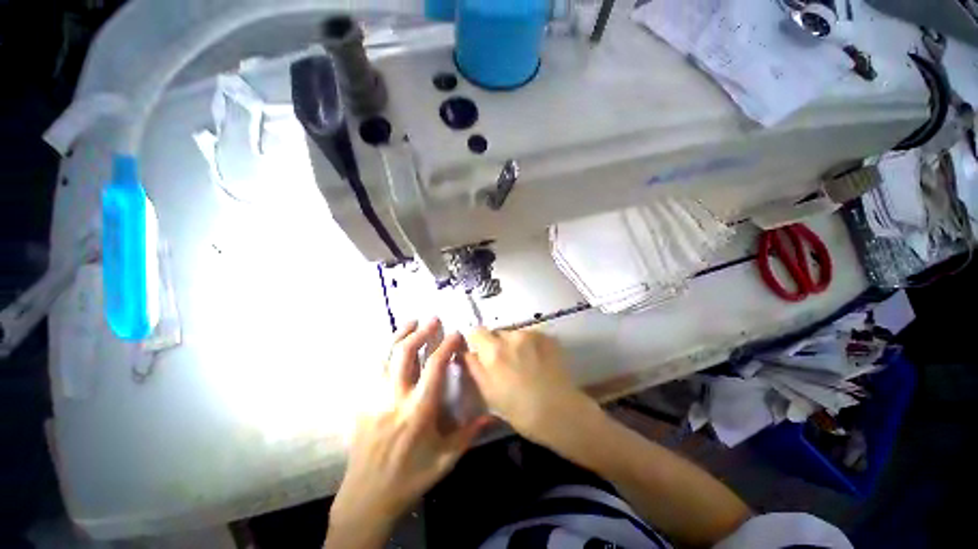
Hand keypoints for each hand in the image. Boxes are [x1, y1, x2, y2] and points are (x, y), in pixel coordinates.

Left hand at [328, 319, 490, 547]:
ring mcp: (375, 398)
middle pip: (405, 353)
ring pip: (385, 357)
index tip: (456, 334)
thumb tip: (492, 415)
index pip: (434, 366)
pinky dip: (385, 352)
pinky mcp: (363, 403)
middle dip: (420, 332)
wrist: (367, 498)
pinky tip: (391, 346)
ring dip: (399, 335)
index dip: (446, 345)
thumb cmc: (410, 478)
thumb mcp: (446, 459)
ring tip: (411, 321)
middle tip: (433, 319)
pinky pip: (374, 369)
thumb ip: (469, 433)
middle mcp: (395, 397)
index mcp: (418, 409)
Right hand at [464, 328, 592, 442]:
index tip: (482, 354)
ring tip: (525, 364)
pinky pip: (530, 336)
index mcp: (494, 351)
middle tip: (505, 364)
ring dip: (514, 345)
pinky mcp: (547, 336)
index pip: (477, 331)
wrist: (560, 412)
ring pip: (514, 334)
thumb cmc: (520, 410)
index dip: (478, 341)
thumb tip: (467, 352)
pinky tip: (538, 362)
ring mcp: (532, 334)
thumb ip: (475, 368)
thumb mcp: (489, 393)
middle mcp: (512, 336)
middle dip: (497, 345)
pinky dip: (530, 345)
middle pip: (497, 332)